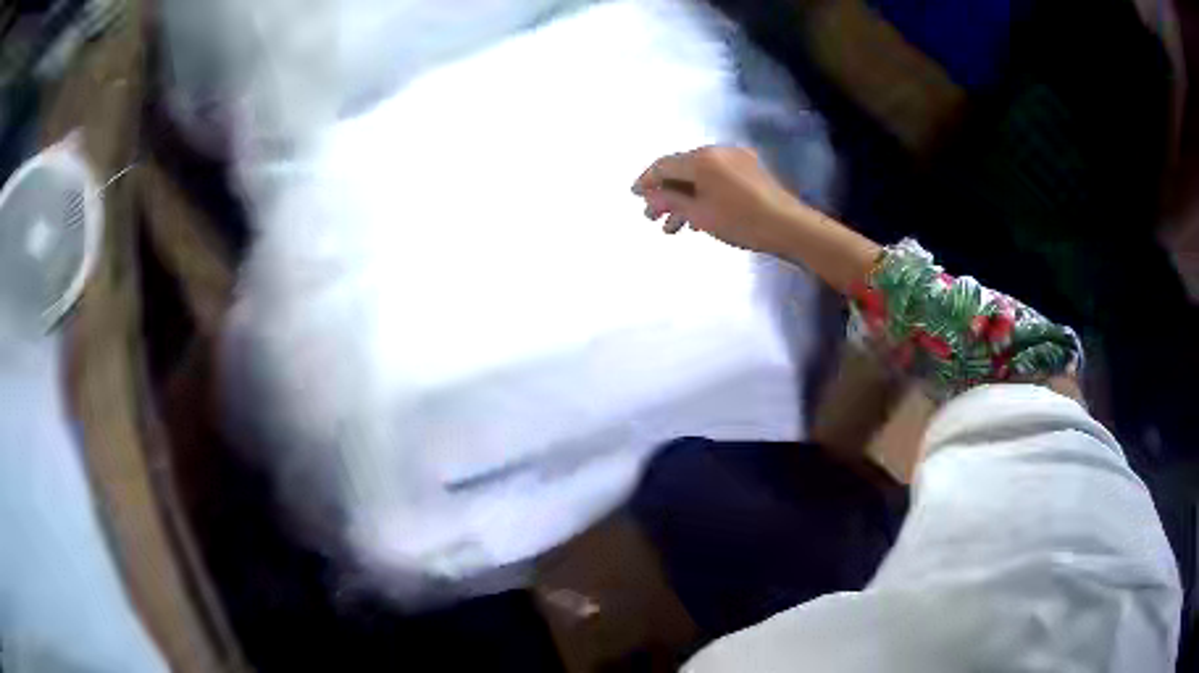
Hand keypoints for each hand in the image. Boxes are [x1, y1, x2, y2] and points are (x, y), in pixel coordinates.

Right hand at [631, 146, 803, 255]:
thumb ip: (671, 201)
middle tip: (652, 217)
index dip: (646, 181)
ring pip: (699, 177)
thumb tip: (650, 195)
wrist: (789, 226)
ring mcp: (736, 159)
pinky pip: (717, 179)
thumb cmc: (741, 221)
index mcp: (702, 158)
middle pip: (682, 170)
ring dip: (684, 199)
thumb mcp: (700, 214)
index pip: (664, 165)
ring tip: (674, 227)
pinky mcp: (750, 170)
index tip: (634, 196)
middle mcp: (717, 152)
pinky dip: (703, 195)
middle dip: (665, 194)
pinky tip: (698, 217)